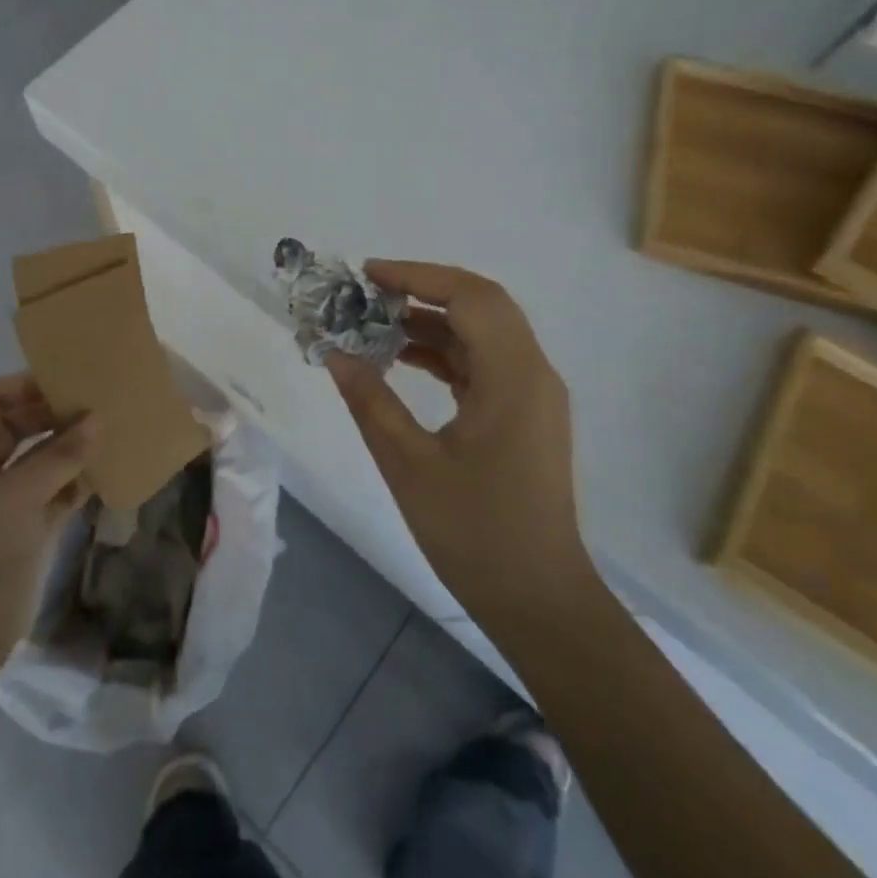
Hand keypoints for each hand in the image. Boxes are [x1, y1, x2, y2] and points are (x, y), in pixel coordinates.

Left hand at [0, 373, 94, 688]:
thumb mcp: (17, 495)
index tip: (71, 378)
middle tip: (101, 403)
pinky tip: (108, 470)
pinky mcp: (23, 527)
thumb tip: (98, 419)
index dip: (27, 385)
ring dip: (72, 448)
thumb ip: (60, 455)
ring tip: (113, 430)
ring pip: (40, 459)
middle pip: (20, 426)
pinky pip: (54, 491)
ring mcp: (2, 500)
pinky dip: (76, 481)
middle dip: (57, 415)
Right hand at [325, 261, 586, 632]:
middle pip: (481, 305)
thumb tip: (336, 354)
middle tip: (368, 296)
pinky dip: (445, 351)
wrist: (540, 601)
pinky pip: (484, 363)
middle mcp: (533, 374)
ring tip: (375, 326)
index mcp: (514, 377)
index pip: (470, 297)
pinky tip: (404, 360)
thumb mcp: (409, 465)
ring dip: (432, 321)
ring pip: (483, 333)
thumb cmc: (475, 534)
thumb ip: (371, 401)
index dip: (418, 276)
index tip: (367, 276)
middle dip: (423, 291)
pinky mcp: (525, 415)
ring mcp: (533, 395)